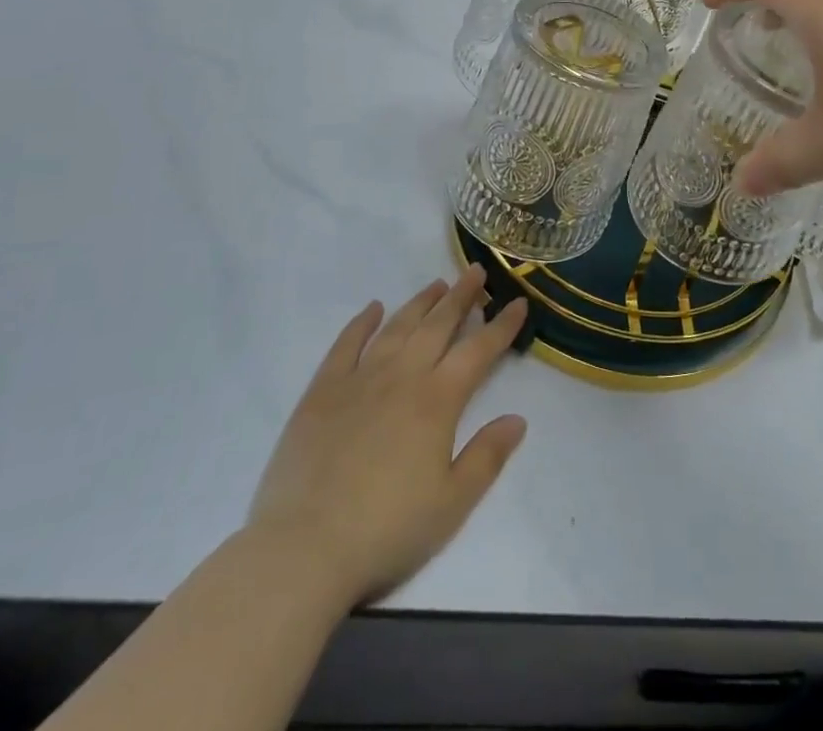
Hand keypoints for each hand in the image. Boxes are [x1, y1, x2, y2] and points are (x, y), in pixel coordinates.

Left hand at [246, 267, 529, 609]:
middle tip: (476, 272)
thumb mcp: (451, 505)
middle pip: (438, 325)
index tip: (519, 302)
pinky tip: (373, 308)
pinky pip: (346, 344)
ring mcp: (359, 379)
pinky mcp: (322, 392)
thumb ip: (487, 457)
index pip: (479, 351)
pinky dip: (362, 322)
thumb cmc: (386, 531)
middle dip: (461, 297)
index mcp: (437, 401)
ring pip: (397, 327)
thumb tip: (518, 418)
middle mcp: (402, 376)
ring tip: (437, 284)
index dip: (502, 325)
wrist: (303, 550)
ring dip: (421, 303)